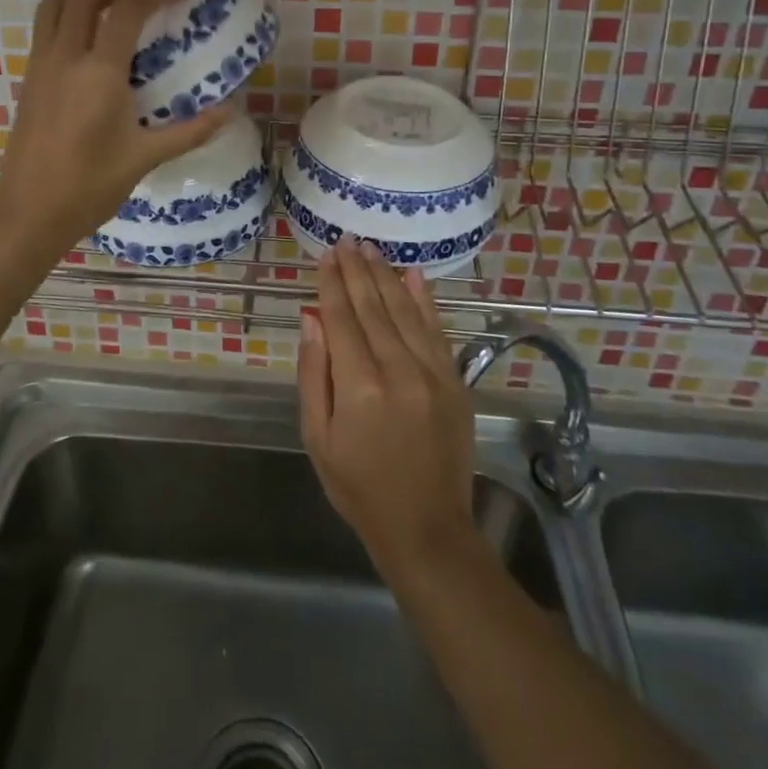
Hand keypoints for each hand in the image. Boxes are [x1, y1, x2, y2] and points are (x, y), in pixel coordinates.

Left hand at [0, 0, 231, 251]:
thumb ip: (190, 130)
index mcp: (99, 72)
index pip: (128, 10)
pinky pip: (43, 31)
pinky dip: (65, 17)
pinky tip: (86, 43)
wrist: (30, 213)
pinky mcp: (27, 81)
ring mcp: (40, 67)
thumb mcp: (145, 158)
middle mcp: (65, 57)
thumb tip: (231, 111)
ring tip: (110, 6)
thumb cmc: (90, 186)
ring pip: (54, 6)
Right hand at [299, 240, 477, 577]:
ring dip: (386, 276)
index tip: (326, 255)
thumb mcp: (318, 437)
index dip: (332, 284)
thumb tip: (311, 317)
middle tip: (346, 240)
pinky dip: (425, 300)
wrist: (426, 528)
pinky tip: (413, 275)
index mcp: (359, 387)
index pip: (342, 319)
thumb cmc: (358, 486)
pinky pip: (437, 331)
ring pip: (405, 311)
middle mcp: (398, 371)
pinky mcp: (455, 383)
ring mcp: (433, 375)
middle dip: (357, 270)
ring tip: (371, 249)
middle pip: (373, 307)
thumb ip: (314, 373)